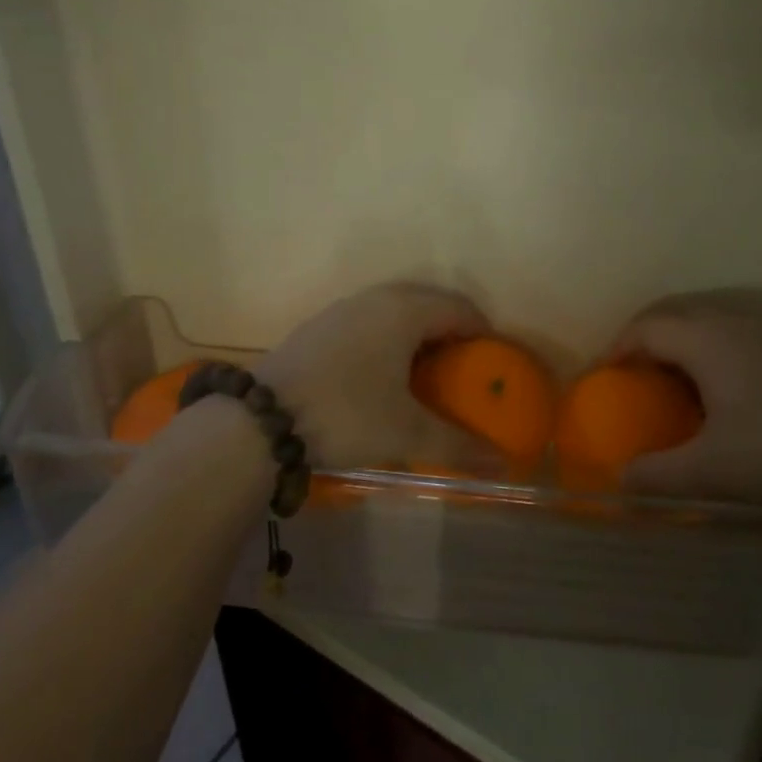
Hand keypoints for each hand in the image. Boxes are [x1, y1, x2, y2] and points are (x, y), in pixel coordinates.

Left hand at [258, 282, 505, 476]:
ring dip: (418, 333)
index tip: (492, 362)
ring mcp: (343, 309)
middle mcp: (376, 299)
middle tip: (463, 367)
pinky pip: (369, 321)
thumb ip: (458, 445)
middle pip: (429, 303)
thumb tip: (501, 462)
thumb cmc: (346, 415)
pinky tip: (380, 372)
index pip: (459, 308)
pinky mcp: (319, 326)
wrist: (260, 421)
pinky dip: (388, 338)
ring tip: (425, 371)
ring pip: (395, 310)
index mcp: (405, 311)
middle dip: (451, 331)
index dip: (482, 332)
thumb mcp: (406, 434)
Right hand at [609, 289, 761, 515]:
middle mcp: (735, 324)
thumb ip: (657, 475)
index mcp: (708, 341)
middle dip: (645, 342)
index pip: (647, 327)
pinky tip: (721, 394)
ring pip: (708, 326)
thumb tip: (620, 480)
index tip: (602, 376)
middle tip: (630, 378)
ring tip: (670, 385)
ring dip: (680, 348)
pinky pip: (734, 338)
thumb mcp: (712, 472)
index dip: (617, 347)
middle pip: (675, 318)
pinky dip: (710, 355)